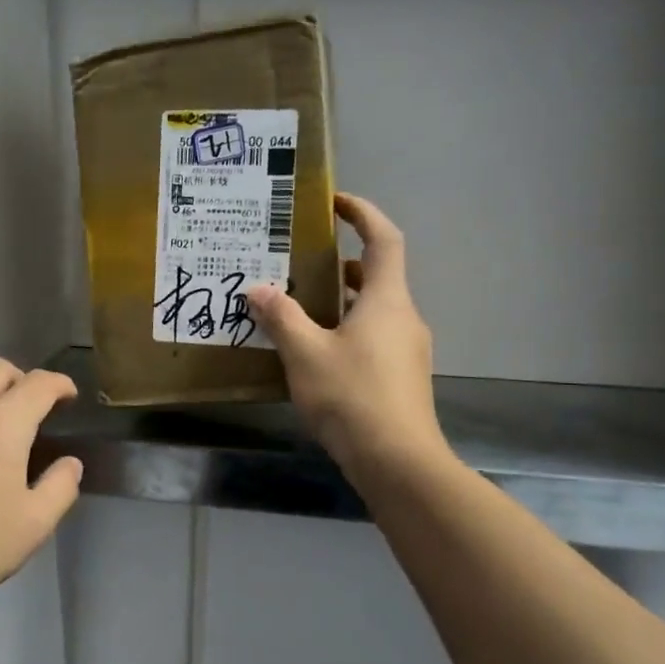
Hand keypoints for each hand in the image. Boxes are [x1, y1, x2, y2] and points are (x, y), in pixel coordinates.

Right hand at [248, 193, 449, 480]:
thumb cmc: (352, 396)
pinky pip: (372, 338)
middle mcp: (403, 317)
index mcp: (386, 300)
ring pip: (372, 310)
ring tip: (297, 304)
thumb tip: (258, 289)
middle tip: (300, 261)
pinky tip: (314, 351)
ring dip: (340, 300)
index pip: (383, 239)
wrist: (398, 461)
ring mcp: (406, 350)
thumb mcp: (305, 354)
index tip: (335, 202)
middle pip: (376, 275)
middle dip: (340, 263)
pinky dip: (345, 330)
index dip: (363, 213)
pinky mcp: (400, 377)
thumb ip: (281, 317)